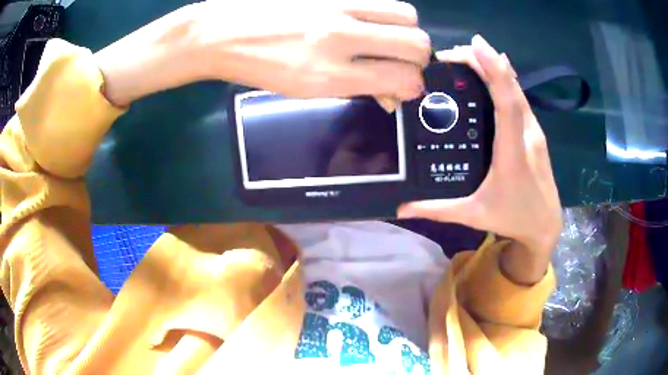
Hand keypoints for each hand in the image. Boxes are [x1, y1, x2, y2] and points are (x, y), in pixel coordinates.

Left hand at [195, 0, 429, 99]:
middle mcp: (339, 35)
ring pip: (406, 13)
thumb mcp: (308, 90)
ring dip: (406, 29)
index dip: (413, 86)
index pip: (403, 77)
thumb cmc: (260, 67)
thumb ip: (358, 88)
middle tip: (402, 62)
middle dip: (418, 58)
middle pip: (416, 41)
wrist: (222, 32)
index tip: (406, 87)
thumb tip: (394, 93)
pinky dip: (384, 13)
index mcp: (329, 73)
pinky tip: (367, 20)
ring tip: (388, 37)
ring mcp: (337, 5)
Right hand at [398, 35, 561, 260]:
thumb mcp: (474, 216)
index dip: (495, 71)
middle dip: (484, 62)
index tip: (476, 46)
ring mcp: (535, 132)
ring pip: (517, 90)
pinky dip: (505, 80)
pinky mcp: (536, 133)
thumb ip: (437, 210)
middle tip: (452, 54)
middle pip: (510, 88)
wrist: (545, 226)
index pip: (507, 104)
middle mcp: (527, 135)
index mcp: (512, 153)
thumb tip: (402, 208)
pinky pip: (520, 99)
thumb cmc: (513, 219)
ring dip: (494, 68)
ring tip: (467, 57)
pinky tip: (493, 70)